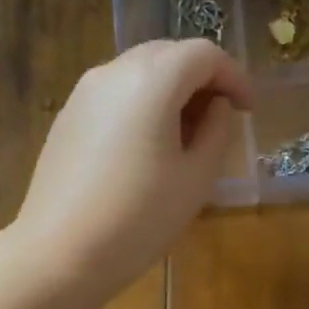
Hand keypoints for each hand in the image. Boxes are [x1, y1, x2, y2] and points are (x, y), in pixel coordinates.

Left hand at [12, 40, 252, 308]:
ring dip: (170, 94)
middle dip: (202, 81)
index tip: (249, 111)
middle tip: (220, 122)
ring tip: (185, 140)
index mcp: (152, 79)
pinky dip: (141, 108)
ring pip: (139, 74)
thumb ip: (217, 132)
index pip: (204, 54)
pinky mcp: (66, 119)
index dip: (235, 77)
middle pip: (169, 55)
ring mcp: (84, 93)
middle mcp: (114, 71)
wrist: (60, 254)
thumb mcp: (195, 180)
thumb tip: (218, 107)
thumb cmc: (139, 220)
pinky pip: (115, 97)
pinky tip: (147, 152)